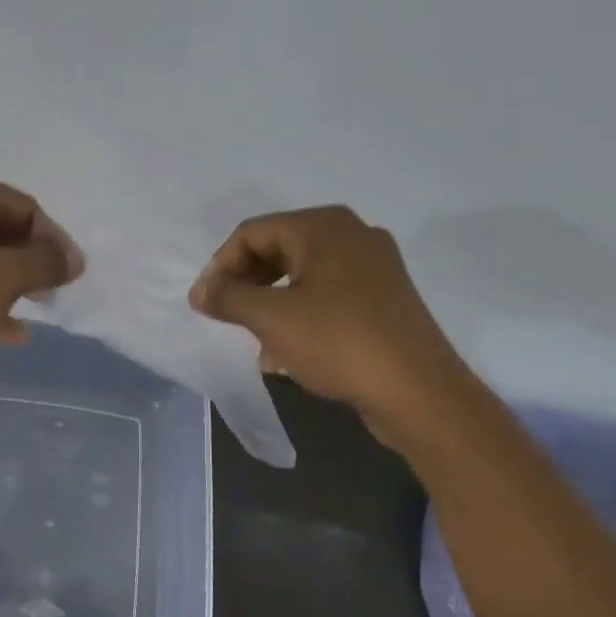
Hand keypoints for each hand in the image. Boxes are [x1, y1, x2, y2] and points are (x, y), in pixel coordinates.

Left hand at [0, 169, 82, 380]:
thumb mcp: (2, 277)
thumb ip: (45, 262)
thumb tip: (73, 259)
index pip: (22, 205)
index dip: (53, 239)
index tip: (70, 274)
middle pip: (0, 228)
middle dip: (31, 261)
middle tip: (54, 292)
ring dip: (10, 282)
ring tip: (37, 309)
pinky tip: (10, 330)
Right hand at [188, 205, 466, 435]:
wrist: (416, 390)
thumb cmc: (337, 342)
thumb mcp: (271, 319)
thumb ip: (228, 298)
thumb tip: (199, 291)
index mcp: (323, 227)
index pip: (252, 233)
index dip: (220, 266)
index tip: (205, 304)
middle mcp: (351, 235)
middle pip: (278, 249)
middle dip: (245, 283)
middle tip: (226, 317)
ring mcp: (373, 266)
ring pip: (301, 274)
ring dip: (269, 302)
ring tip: (254, 338)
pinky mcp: (383, 297)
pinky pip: (326, 294)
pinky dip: (298, 313)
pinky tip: (286, 350)